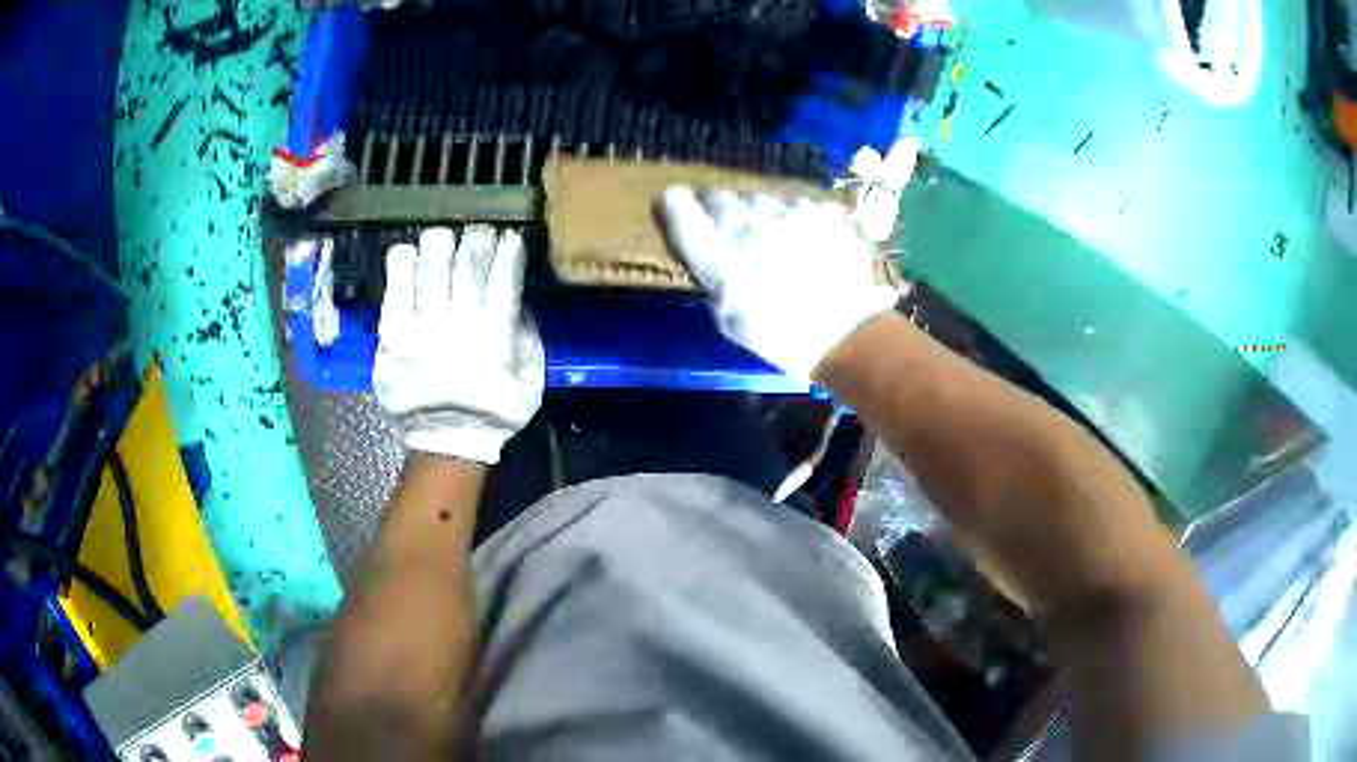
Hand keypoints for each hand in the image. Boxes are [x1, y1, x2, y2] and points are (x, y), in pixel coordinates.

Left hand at [373, 226, 543, 463]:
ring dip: (440, 244)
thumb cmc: (493, 411)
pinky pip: (394, 288)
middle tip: (477, 231)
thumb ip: (529, 338)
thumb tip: (520, 297)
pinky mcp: (391, 337)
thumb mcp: (531, 383)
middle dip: (476, 239)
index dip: (507, 250)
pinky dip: (402, 264)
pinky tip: (410, 254)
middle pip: (465, 265)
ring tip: (444, 239)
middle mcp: (457, 329)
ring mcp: (419, 331)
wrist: (445, 441)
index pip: (503, 279)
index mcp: (494, 340)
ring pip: (429, 268)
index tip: (509, 235)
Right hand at [660, 188, 898, 378]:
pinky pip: (794, 205)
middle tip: (731, 234)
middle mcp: (746, 225)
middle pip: (720, 198)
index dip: (674, 204)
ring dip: (757, 214)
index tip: (675, 205)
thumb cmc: (780, 337)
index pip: (680, 210)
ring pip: (758, 199)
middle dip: (719, 212)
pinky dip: (792, 218)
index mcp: (718, 256)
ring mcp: (785, 213)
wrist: (845, 334)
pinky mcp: (817, 211)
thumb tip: (706, 252)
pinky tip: (802, 241)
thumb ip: (711, 277)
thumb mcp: (727, 318)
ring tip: (772, 239)